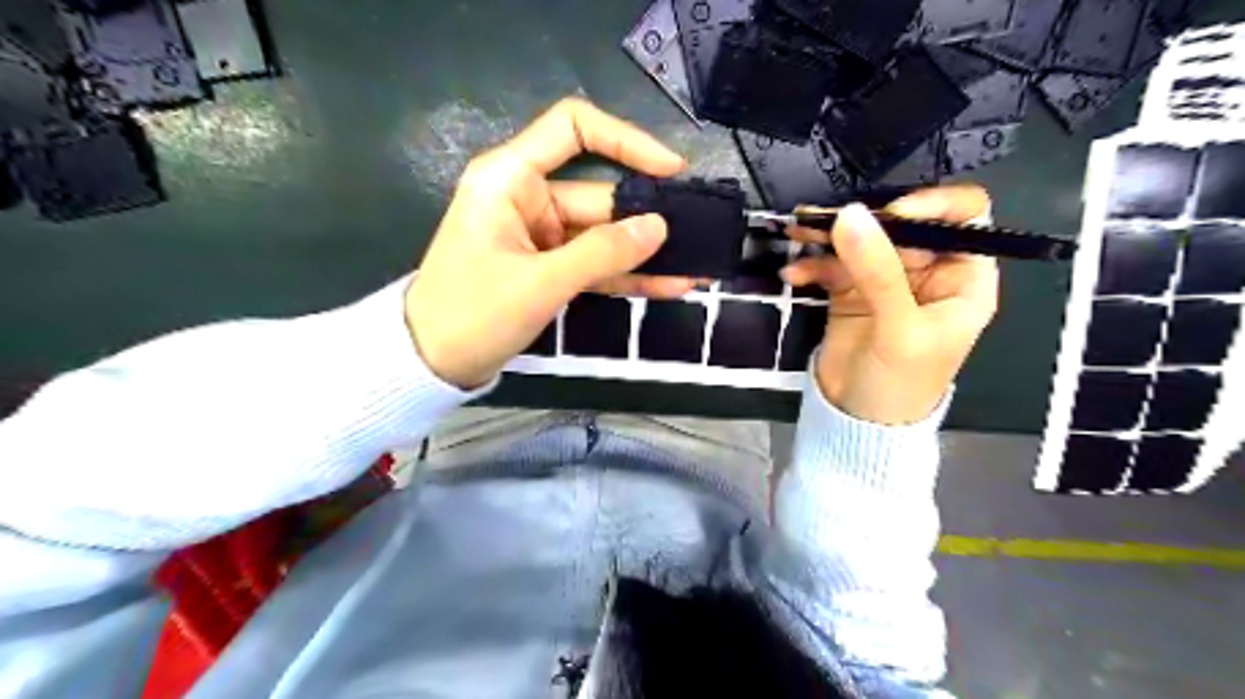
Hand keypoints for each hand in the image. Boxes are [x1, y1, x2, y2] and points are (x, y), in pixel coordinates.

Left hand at [404, 96, 689, 387]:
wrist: (431, 364)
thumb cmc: (473, 313)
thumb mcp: (542, 282)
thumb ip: (603, 253)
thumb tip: (659, 227)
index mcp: (511, 178)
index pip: (573, 129)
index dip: (625, 140)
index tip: (670, 170)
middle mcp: (527, 197)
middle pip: (599, 194)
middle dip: (648, 217)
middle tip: (701, 233)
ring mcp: (539, 236)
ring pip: (602, 236)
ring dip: (644, 254)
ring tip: (696, 267)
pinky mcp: (547, 268)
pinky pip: (594, 264)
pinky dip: (626, 275)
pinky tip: (669, 286)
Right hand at [785, 186, 999, 422]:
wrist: (859, 421)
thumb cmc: (901, 382)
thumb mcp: (899, 328)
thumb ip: (878, 271)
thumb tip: (850, 215)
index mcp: (962, 277)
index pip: (962, 218)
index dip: (932, 206)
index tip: (890, 214)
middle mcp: (926, 271)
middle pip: (900, 224)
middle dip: (862, 220)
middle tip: (823, 222)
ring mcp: (885, 280)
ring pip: (861, 240)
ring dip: (827, 236)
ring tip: (797, 233)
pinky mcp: (851, 291)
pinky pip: (832, 264)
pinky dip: (812, 265)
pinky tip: (793, 275)